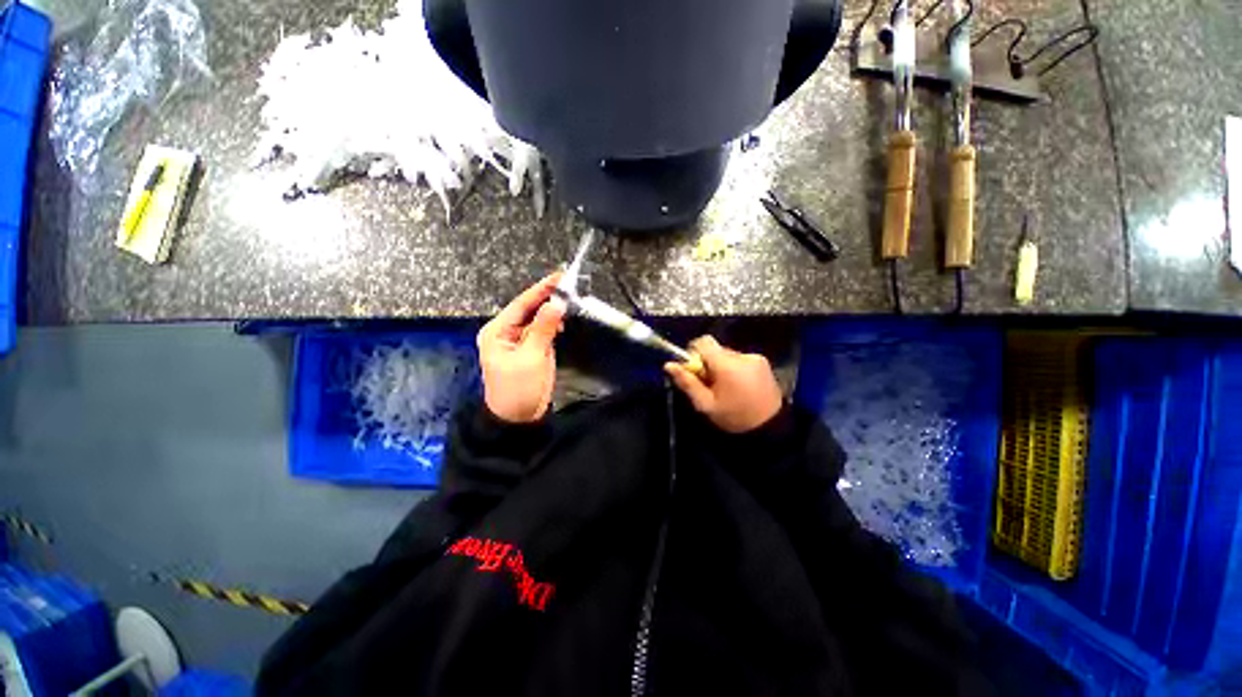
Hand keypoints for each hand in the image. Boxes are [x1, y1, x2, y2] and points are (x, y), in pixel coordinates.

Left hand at [477, 272, 566, 422]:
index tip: (559, 276)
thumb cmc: (519, 389)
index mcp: (497, 332)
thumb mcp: (531, 357)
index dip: (540, 289)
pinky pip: (542, 331)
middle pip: (528, 309)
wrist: (518, 419)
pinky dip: (553, 325)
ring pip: (537, 319)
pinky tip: (564, 320)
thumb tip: (556, 303)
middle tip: (570, 285)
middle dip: (548, 298)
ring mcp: (518, 341)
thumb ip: (543, 329)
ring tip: (570, 300)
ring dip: (552, 311)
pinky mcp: (530, 350)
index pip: (521, 304)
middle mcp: (505, 332)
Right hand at [664, 336, 783, 433]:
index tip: (693, 369)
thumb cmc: (734, 417)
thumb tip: (669, 365)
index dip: (693, 352)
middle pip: (715, 349)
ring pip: (727, 354)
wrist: (771, 428)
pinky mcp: (763, 362)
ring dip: (721, 365)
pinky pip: (740, 358)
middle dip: (708, 363)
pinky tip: (738, 385)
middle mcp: (742, 355)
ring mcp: (755, 358)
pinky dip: (734, 368)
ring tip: (725, 387)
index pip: (704, 342)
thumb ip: (687, 383)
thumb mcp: (706, 404)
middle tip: (708, 383)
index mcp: (727, 365)